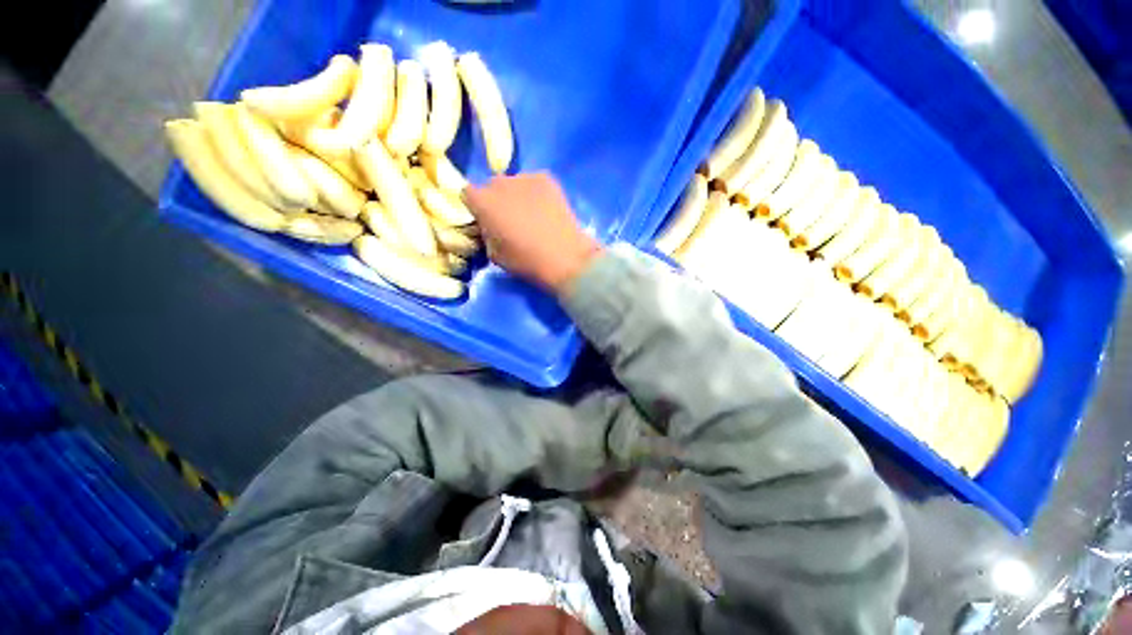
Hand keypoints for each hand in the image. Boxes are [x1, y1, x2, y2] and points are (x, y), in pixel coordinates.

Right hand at [463, 173, 600, 293]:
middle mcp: (499, 182)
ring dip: (516, 195)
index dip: (476, 209)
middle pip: (491, 187)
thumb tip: (490, 226)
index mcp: (482, 202)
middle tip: (510, 220)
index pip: (467, 195)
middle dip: (496, 200)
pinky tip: (546, 210)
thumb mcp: (495, 255)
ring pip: (513, 183)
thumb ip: (486, 234)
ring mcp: (524, 177)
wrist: (565, 257)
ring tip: (532, 215)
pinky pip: (533, 182)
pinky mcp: (547, 178)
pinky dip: (535, 193)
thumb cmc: (527, 261)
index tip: (486, 222)